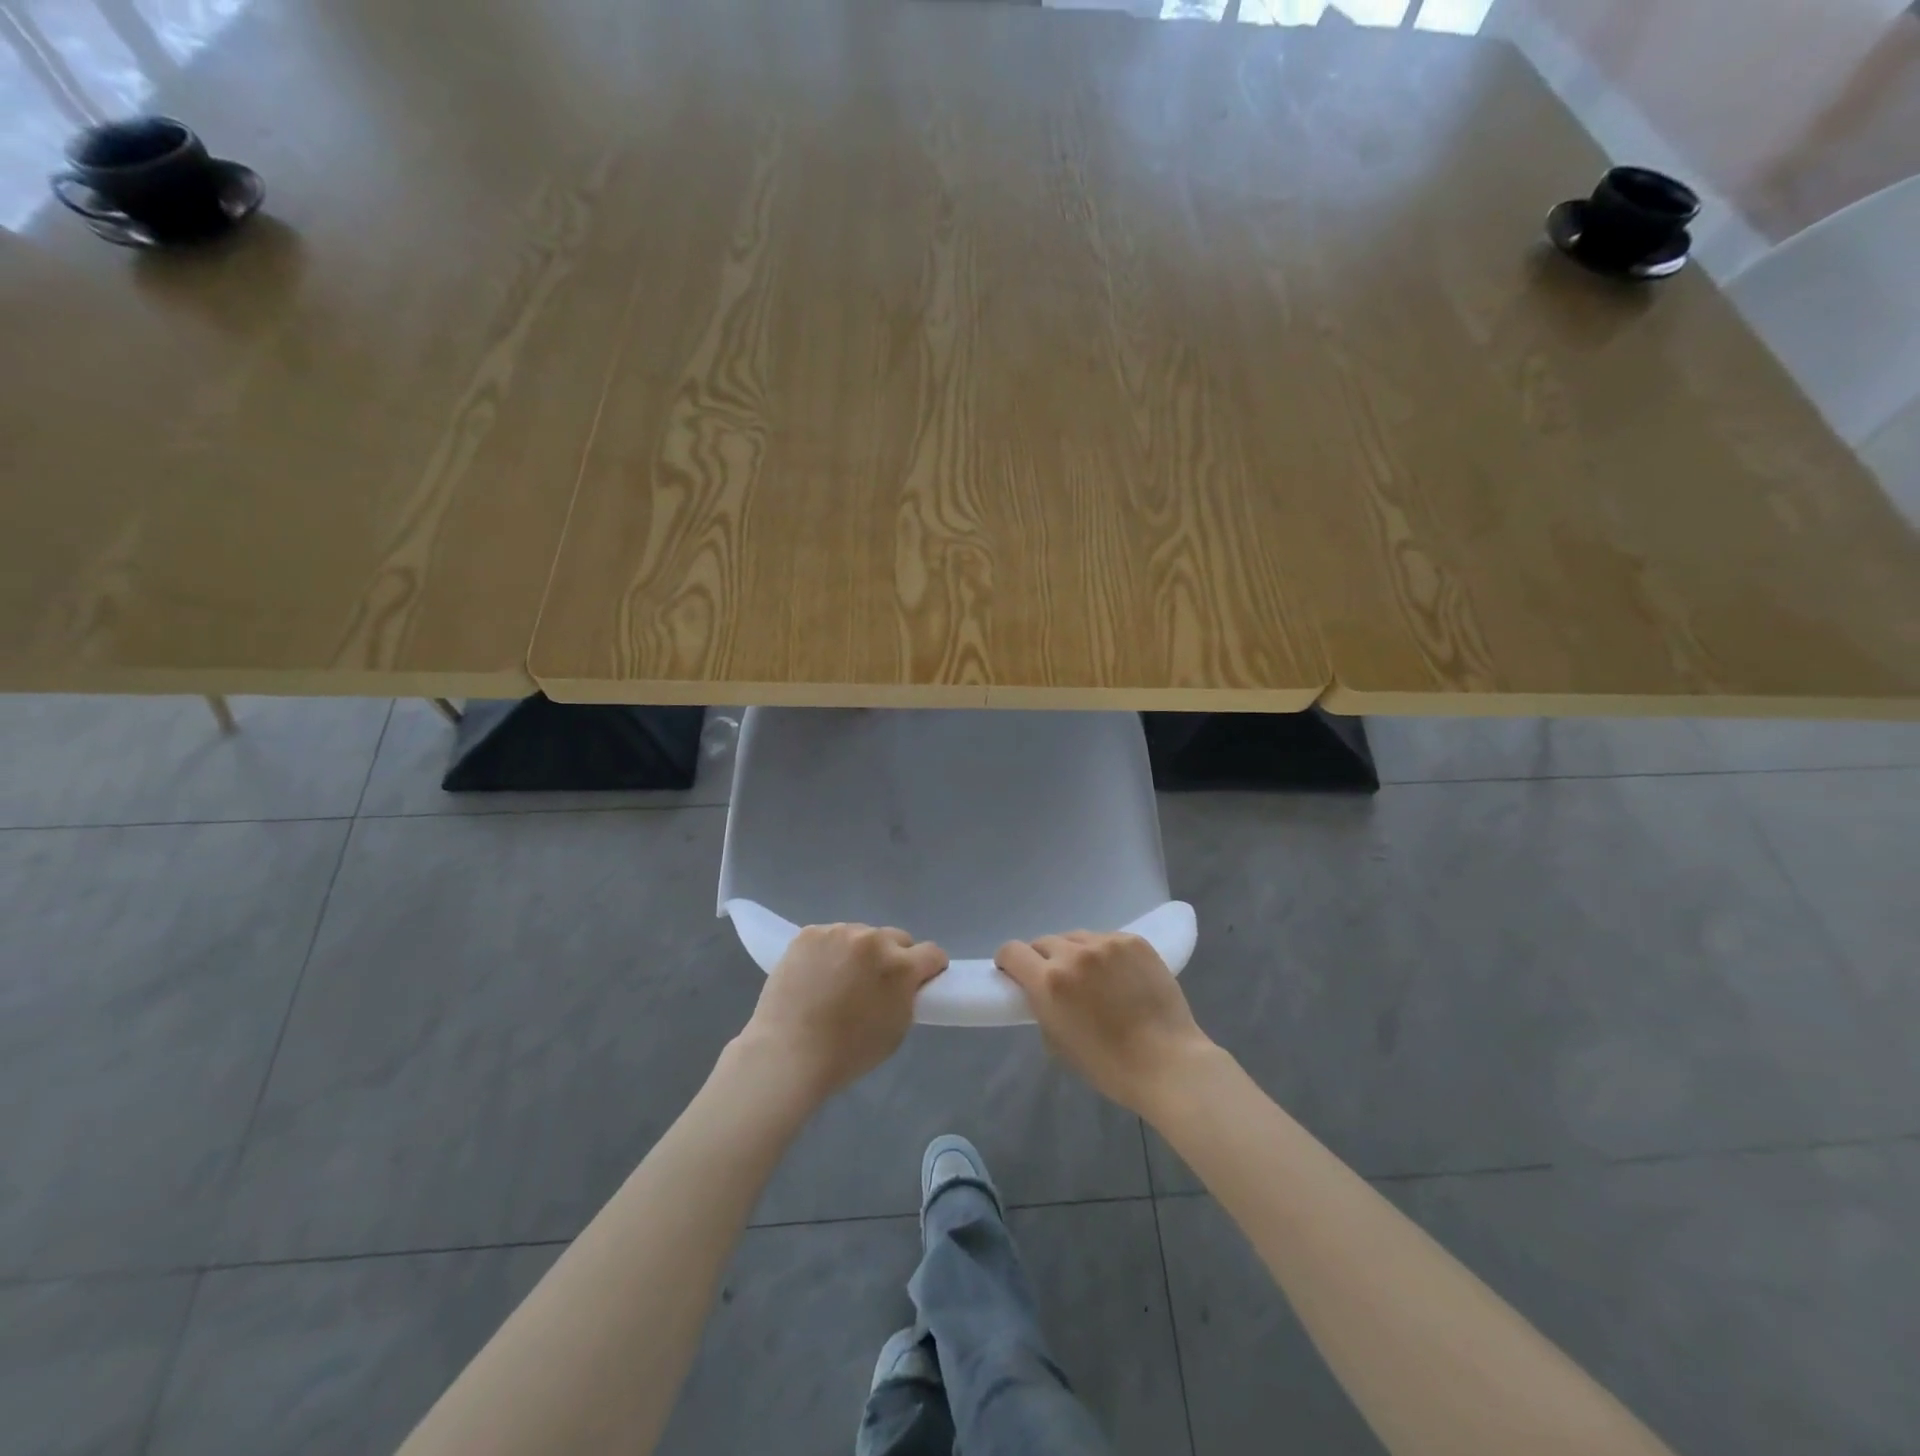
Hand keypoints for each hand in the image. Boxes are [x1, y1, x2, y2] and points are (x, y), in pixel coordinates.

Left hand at [742, 923, 946, 1101]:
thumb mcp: (896, 1029)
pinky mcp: (809, 933)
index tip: (921, 980)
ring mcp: (838, 932)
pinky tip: (816, 973)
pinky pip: (830, 937)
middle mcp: (873, 940)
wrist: (788, 1052)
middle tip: (876, 982)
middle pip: (896, 938)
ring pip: (861, 935)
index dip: (930, 968)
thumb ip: (907, 996)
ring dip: (859, 952)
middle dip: (894, 956)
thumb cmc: (847, 1053)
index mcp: (900, 965)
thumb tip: (905, 982)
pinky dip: (829, 951)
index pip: (932, 953)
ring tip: (839, 979)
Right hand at [996, 932, 1213, 1114]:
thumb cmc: (1108, 1065)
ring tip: (1093, 979)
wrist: (1168, 1062)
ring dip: (1075, 954)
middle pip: (1044, 942)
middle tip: (1059, 983)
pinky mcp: (1134, 941)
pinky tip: (1119, 976)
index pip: (1012, 951)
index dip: (1009, 962)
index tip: (1016, 975)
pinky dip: (1105, 954)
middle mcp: (1074, 954)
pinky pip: (1107, 939)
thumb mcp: (1058, 1042)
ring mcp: (1107, 944)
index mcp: (1049, 982)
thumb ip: (1042, 1006)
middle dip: (1044, 960)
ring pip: (1076, 938)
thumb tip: (1040, 991)